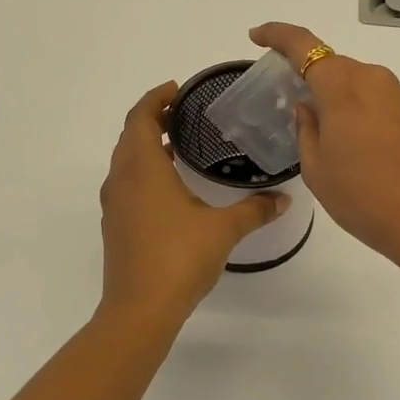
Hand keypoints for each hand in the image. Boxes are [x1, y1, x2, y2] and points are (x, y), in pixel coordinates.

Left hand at [99, 83, 286, 320]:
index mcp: (143, 169)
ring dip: (146, 145)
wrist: (139, 310)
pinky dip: (144, 170)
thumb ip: (255, 210)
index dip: (155, 98)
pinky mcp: (116, 226)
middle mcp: (122, 180)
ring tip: (179, 143)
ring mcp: (115, 205)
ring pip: (125, 160)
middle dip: (152, 118)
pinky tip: (170, 185)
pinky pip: (126, 183)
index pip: (140, 118)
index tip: (177, 89)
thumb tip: (284, 199)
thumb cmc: (179, 258)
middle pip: (130, 135)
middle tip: (183, 112)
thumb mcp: (223, 229)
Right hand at [248, 23, 399, 270]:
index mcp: (343, 86)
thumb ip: (306, 129)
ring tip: (319, 130)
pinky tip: (350, 141)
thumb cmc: (363, 197)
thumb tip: (309, 107)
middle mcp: (372, 79)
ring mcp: (398, 95)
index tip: (256, 36)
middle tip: (286, 101)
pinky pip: (374, 98)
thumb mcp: (317, 168)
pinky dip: (355, 108)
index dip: (277, 35)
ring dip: (334, 95)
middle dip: (307, 75)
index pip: (304, 45)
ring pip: (354, 82)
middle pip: (331, 64)